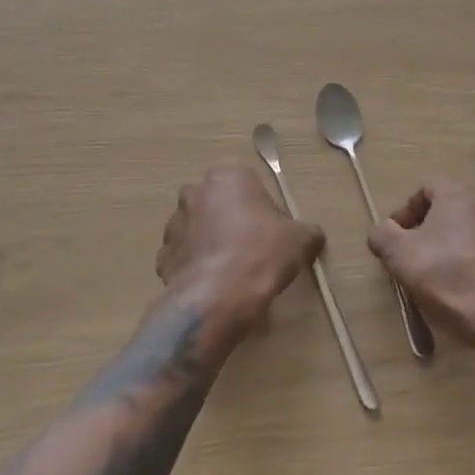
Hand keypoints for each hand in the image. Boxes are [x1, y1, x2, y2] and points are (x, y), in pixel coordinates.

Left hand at [156, 165, 323, 341]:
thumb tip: (312, 236)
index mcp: (227, 176)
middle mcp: (195, 192)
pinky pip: (184, 258)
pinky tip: (213, 286)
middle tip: (254, 249)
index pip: (249, 183)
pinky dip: (196, 268)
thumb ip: (307, 232)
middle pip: (219, 203)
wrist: (217, 297)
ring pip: (198, 229)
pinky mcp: (162, 256)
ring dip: (211, 243)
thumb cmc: (261, 254)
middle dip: (232, 220)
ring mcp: (174, 224)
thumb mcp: (300, 240)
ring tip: (232, 272)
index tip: (274, 232)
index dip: (263, 208)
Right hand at [367, 180, 474, 350]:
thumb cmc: (450, 280)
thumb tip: (384, 230)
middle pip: (452, 206)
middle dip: (431, 227)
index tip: (397, 241)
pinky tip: (471, 284)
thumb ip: (383, 234)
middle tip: (417, 256)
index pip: (426, 189)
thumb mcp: (400, 257)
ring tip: (445, 272)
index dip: (406, 213)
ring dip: (457, 241)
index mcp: (461, 192)